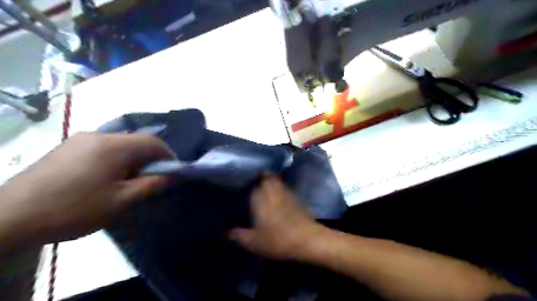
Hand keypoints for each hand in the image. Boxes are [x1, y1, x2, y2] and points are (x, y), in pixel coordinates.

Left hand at [0, 133, 170, 250]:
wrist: (10, 216)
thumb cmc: (74, 208)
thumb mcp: (121, 201)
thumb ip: (151, 185)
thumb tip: (172, 176)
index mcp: (114, 146)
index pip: (153, 142)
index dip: (169, 155)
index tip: (173, 171)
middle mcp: (99, 135)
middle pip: (137, 141)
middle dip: (150, 158)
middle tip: (151, 178)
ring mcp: (80, 139)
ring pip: (120, 143)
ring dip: (133, 158)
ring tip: (129, 179)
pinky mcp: (68, 146)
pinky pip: (103, 146)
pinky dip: (116, 158)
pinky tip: (107, 176)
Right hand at [229, 176, 323, 259]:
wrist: (307, 239)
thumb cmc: (278, 239)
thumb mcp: (254, 242)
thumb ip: (238, 235)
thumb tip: (226, 231)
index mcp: (260, 197)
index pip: (251, 185)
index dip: (246, 184)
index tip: (241, 186)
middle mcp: (273, 190)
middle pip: (266, 176)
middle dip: (259, 176)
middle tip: (252, 182)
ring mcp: (286, 192)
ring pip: (276, 180)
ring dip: (270, 181)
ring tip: (263, 187)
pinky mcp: (295, 198)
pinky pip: (284, 187)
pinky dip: (279, 188)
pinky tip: (276, 197)